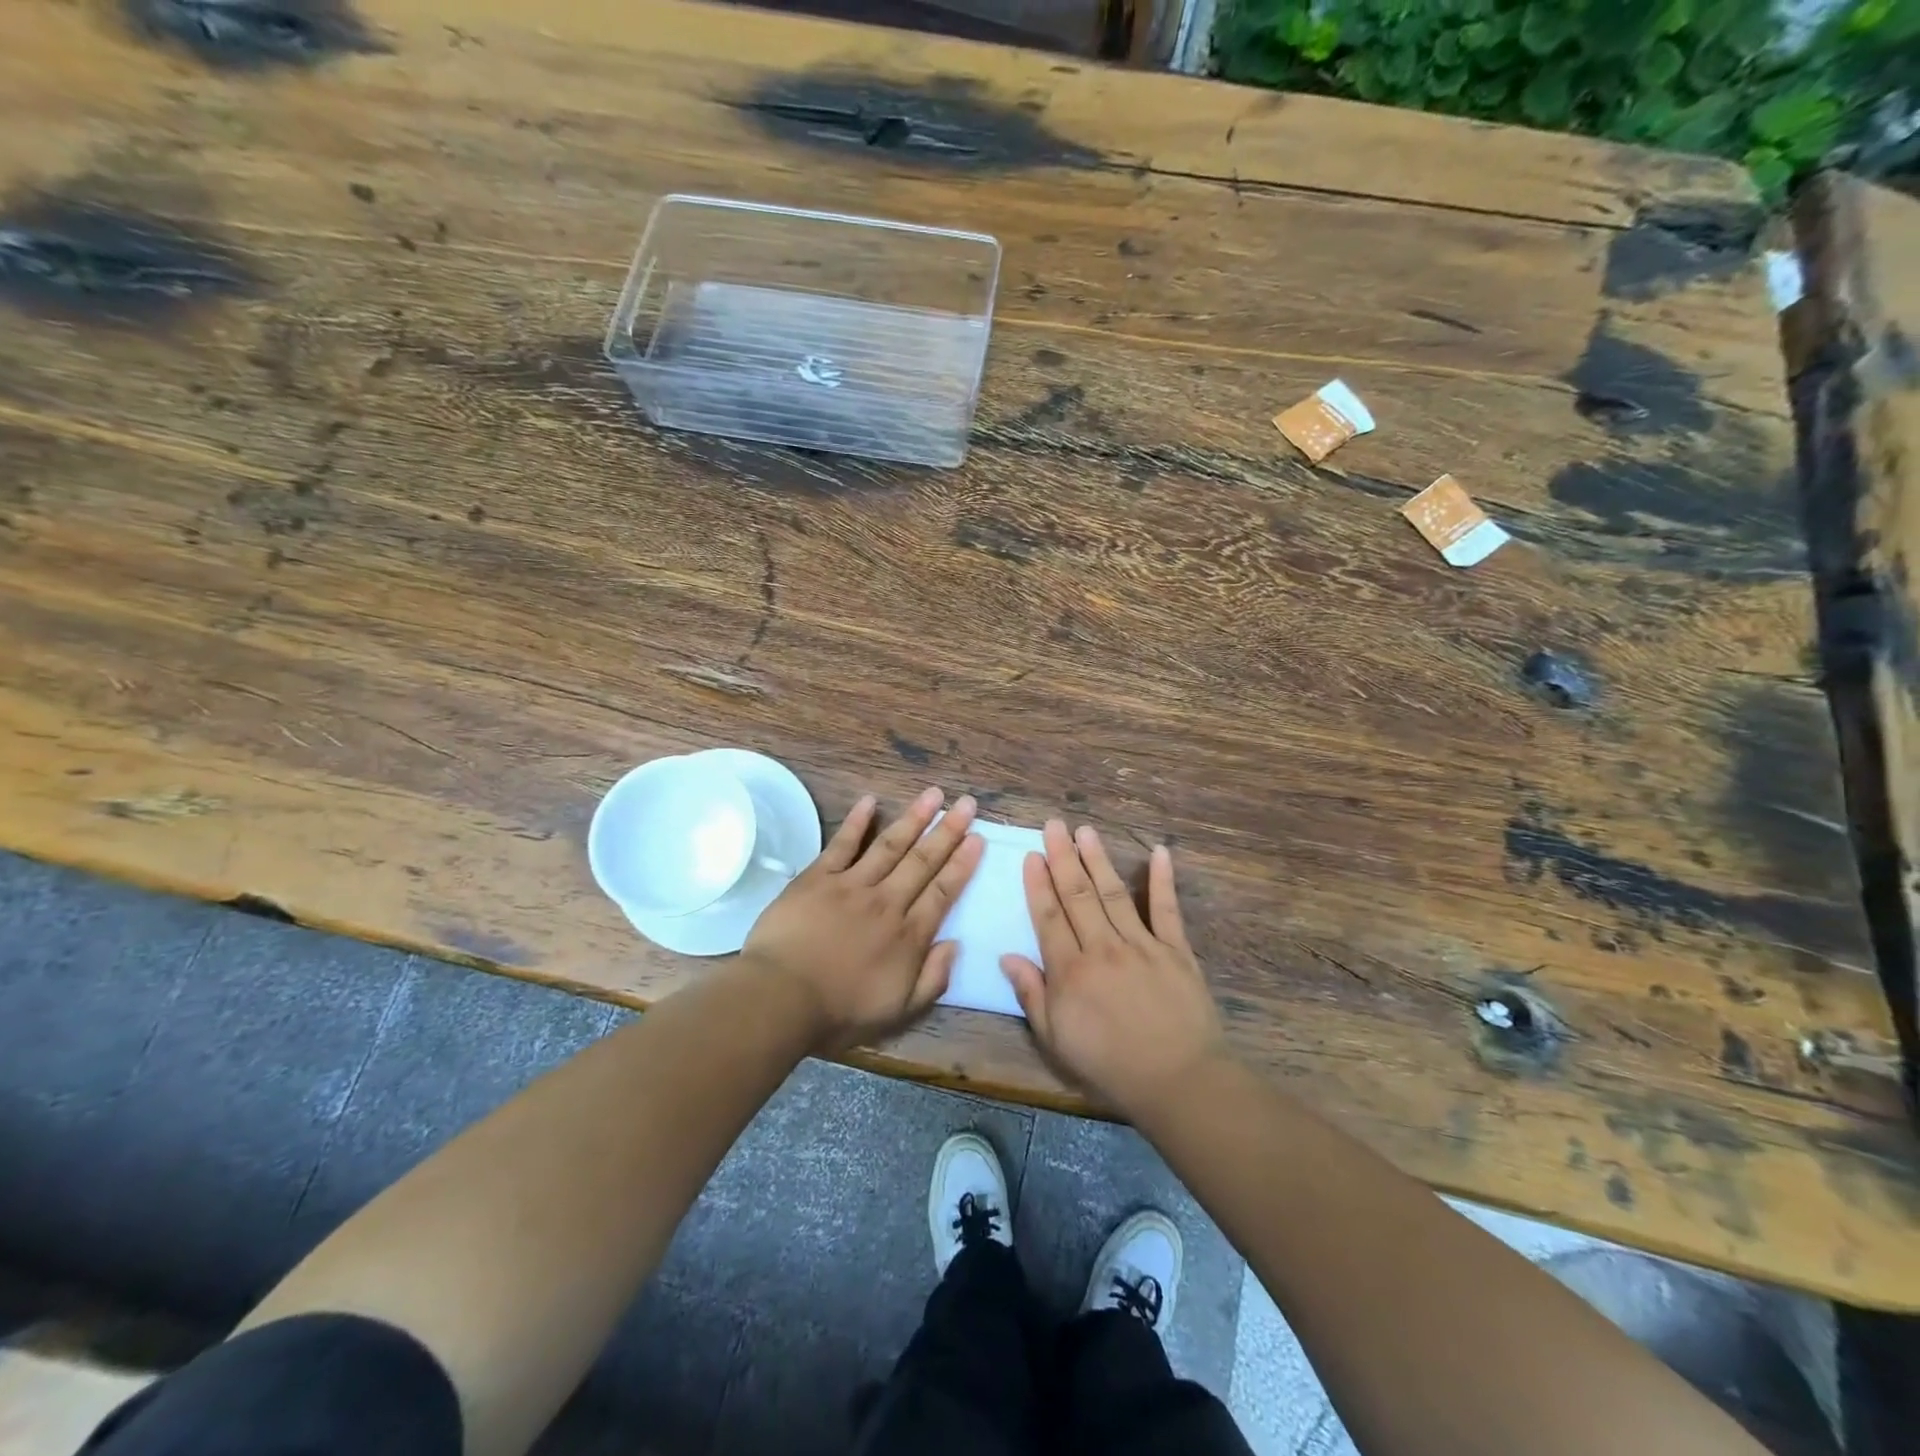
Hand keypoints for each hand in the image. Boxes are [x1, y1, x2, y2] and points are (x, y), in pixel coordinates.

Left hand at [744, 786, 982, 1054]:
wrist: (781, 999)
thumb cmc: (839, 1012)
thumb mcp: (897, 1012)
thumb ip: (932, 980)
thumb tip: (956, 944)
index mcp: (908, 936)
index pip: (942, 892)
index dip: (962, 864)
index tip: (978, 838)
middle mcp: (887, 902)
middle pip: (922, 861)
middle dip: (948, 831)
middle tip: (967, 803)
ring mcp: (852, 885)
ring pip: (890, 845)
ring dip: (914, 818)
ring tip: (934, 794)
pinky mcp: (818, 878)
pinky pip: (842, 844)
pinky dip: (856, 821)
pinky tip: (870, 800)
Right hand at [1000, 821, 1229, 1118]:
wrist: (1177, 1081)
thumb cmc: (1109, 1066)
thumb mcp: (1056, 1040)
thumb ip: (1032, 995)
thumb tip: (1007, 956)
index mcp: (1070, 971)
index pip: (1048, 917)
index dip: (1038, 884)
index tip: (1031, 855)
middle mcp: (1102, 948)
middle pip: (1077, 895)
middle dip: (1063, 858)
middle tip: (1054, 825)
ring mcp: (1142, 945)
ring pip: (1113, 894)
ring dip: (1098, 860)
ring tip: (1085, 831)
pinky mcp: (1176, 950)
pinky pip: (1167, 910)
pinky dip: (1163, 880)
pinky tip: (1159, 852)